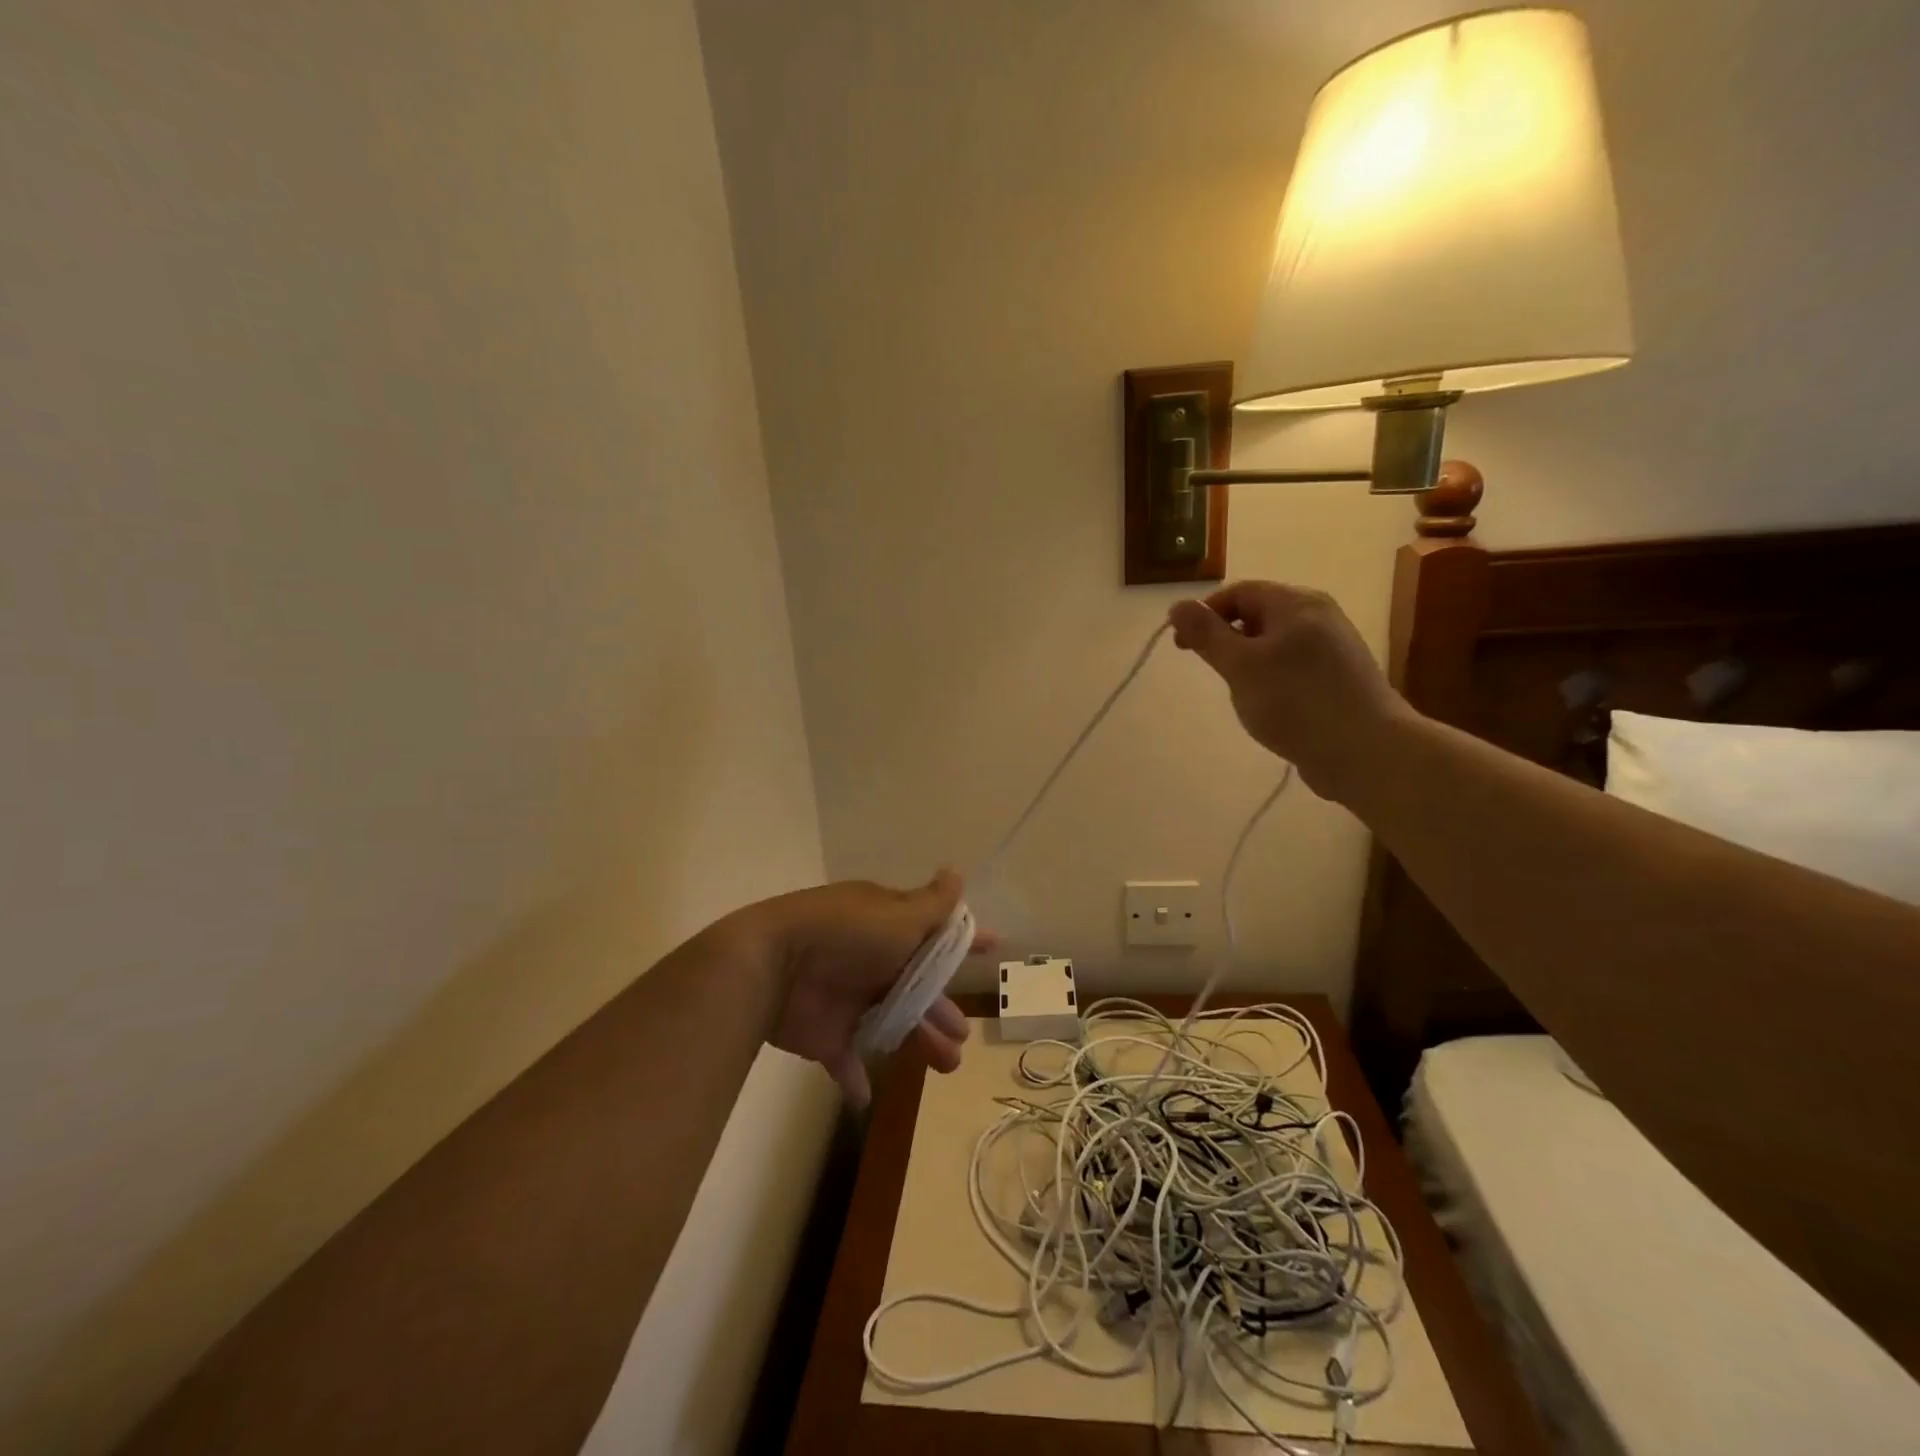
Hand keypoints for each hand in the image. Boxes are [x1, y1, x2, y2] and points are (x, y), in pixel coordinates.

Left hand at [754, 870, 989, 1106]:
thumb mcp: (899, 915)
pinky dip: (856, 1077)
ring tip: (947, 1065)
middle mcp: (872, 961)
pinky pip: (844, 1059)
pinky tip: (868, 1095)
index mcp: (889, 929)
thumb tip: (956, 872)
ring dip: (918, 1043)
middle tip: (962, 1034)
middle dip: (941, 1011)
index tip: (992, 949)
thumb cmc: (848, 935)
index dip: (963, 942)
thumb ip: (933, 904)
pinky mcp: (825, 1034)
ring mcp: (847, 998)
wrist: (774, 964)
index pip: (934, 934)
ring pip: (892, 1025)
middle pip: (917, 989)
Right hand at [1168, 582, 1408, 802]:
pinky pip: (1292, 666)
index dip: (1204, 613)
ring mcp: (1333, 648)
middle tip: (1212, 672)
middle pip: (1258, 614)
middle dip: (1226, 639)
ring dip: (1248, 662)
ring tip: (1240, 693)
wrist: (1366, 751)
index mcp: (1296, 603)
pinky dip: (1270, 678)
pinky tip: (1269, 706)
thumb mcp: (1240, 665)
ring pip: (1274, 643)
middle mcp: (1319, 616)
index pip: (1238, 592)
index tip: (1181, 646)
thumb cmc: (1296, 701)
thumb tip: (1177, 605)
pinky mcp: (1338, 678)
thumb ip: (1206, 634)